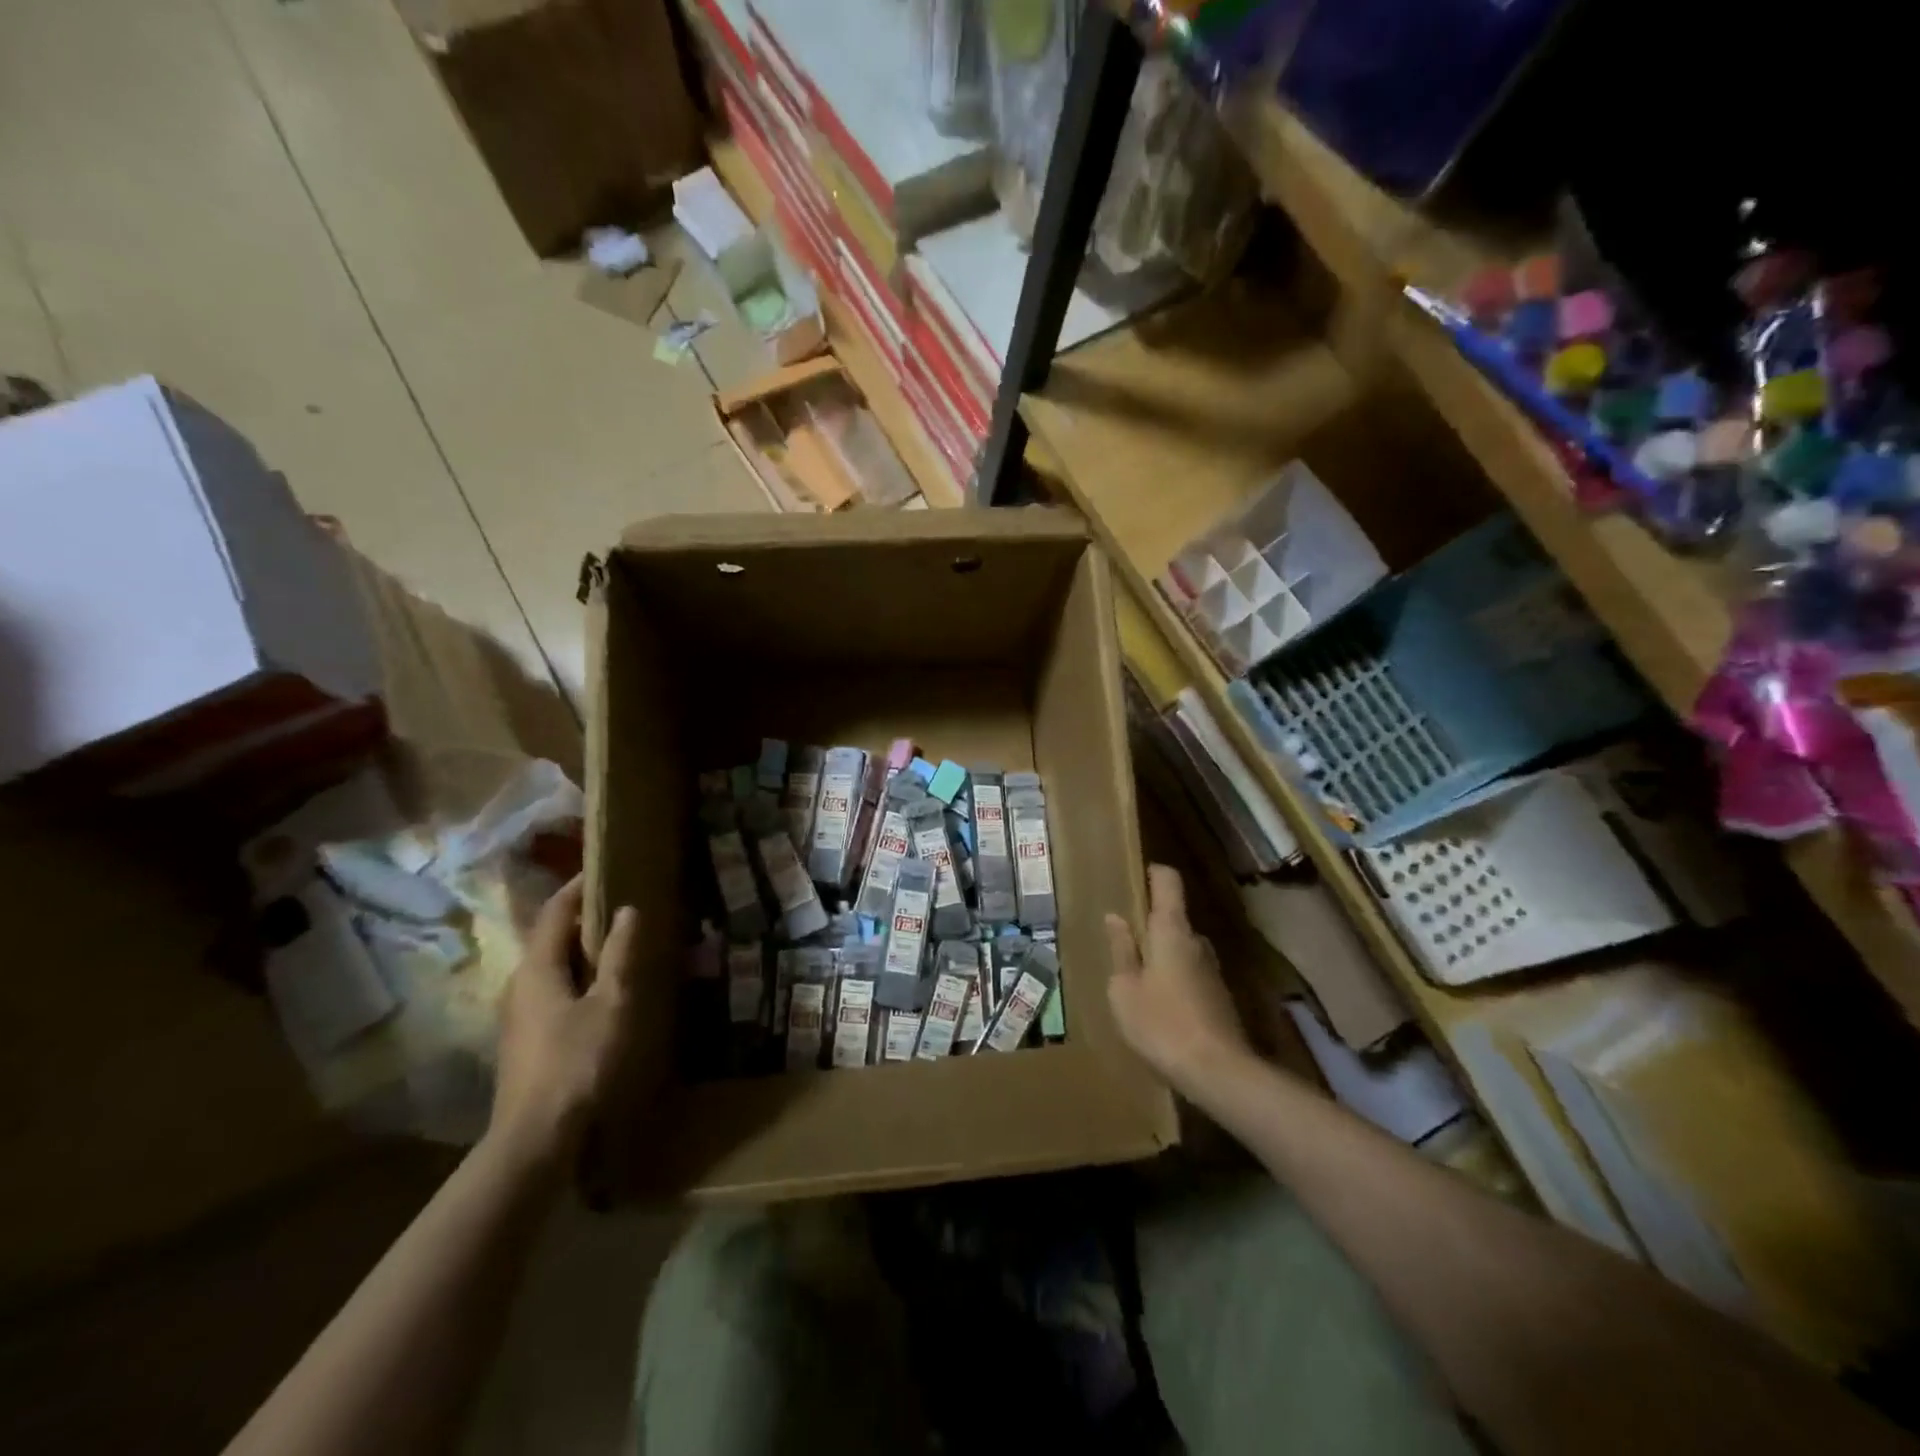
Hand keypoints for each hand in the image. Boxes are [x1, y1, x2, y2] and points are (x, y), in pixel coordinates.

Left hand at [489, 876, 639, 1172]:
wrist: (535, 1138)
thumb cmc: (578, 1061)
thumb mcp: (611, 1003)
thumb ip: (620, 955)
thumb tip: (627, 910)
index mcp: (536, 967)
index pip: (554, 911)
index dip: (577, 887)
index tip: (602, 868)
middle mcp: (519, 983)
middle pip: (549, 937)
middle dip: (582, 918)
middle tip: (620, 904)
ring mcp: (517, 1014)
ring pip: (550, 966)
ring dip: (580, 949)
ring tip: (617, 943)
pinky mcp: (525, 1039)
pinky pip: (551, 990)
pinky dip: (576, 976)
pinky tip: (601, 990)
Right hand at [1106, 864, 1249, 1094]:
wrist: (1218, 1072)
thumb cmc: (1161, 1023)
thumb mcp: (1125, 989)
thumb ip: (1121, 950)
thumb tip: (1116, 918)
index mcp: (1171, 930)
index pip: (1168, 882)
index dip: (1153, 873)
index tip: (1136, 875)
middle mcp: (1197, 941)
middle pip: (1173, 918)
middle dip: (1149, 926)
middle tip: (1122, 942)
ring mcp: (1213, 969)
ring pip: (1182, 949)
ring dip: (1161, 956)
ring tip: (1136, 979)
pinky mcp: (1220, 997)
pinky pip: (1191, 975)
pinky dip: (1174, 980)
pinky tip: (1158, 1007)